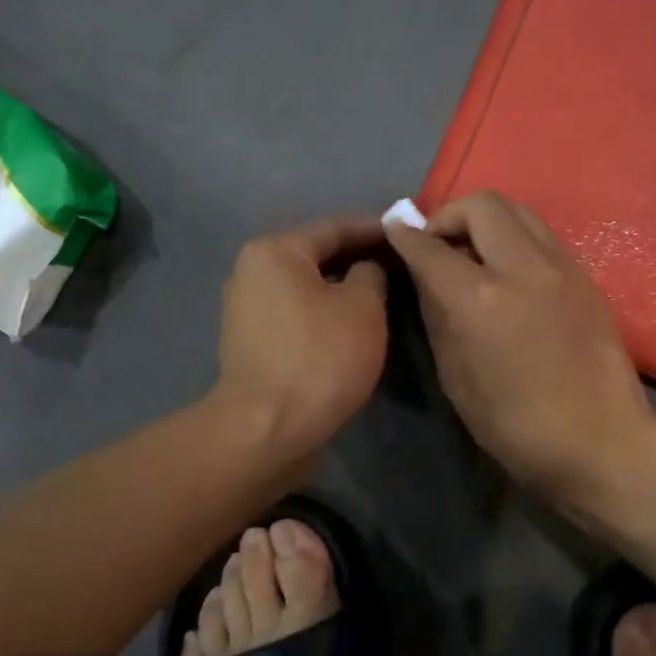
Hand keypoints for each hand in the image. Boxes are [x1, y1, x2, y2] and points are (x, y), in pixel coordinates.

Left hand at [218, 215, 389, 458]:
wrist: (267, 429)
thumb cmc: (319, 358)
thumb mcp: (363, 308)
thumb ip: (371, 275)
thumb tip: (366, 270)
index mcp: (275, 251)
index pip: (334, 227)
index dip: (375, 229)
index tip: (408, 231)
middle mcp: (252, 272)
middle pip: (316, 255)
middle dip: (359, 257)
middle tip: (401, 262)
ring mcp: (247, 310)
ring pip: (306, 287)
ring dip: (342, 287)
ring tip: (384, 291)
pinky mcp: (251, 343)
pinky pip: (297, 314)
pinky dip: (325, 312)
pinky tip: (353, 323)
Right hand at [386, 192, 655, 511]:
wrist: (601, 441)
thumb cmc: (516, 426)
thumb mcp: (456, 379)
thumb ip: (437, 317)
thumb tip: (427, 279)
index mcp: (480, 299)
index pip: (431, 248)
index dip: (405, 235)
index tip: (395, 231)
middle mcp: (522, 268)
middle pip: (482, 205)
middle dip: (450, 216)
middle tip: (439, 244)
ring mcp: (561, 267)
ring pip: (518, 211)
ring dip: (486, 221)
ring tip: (474, 253)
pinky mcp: (585, 277)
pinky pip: (541, 236)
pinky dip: (514, 238)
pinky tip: (508, 272)